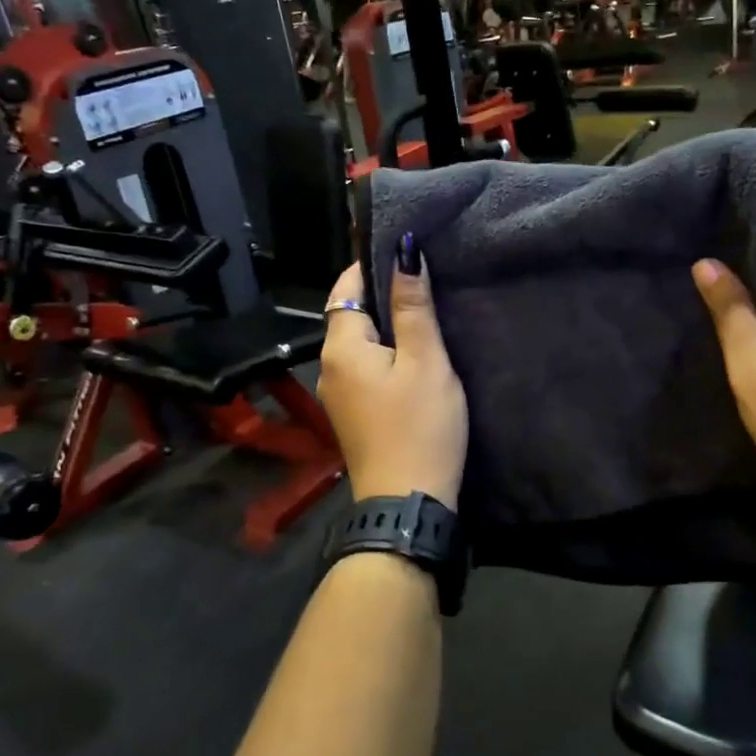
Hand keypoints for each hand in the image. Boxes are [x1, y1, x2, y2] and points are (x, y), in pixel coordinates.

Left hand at [317, 243, 468, 508]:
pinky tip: (415, 356)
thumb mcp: (426, 361)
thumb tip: (405, 251)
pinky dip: (386, 353)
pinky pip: (365, 368)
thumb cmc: (421, 427)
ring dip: (387, 326)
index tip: (405, 252)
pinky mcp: (354, 414)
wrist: (408, 504)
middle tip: (425, 281)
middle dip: (382, 294)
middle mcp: (330, 367)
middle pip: (350, 314)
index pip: (345, 287)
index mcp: (341, 348)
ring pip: (360, 343)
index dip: (371, 264)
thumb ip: (413, 307)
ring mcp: (339, 394)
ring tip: (425, 313)